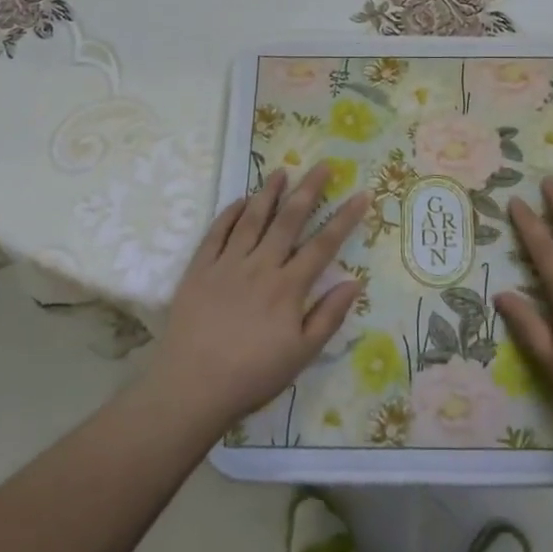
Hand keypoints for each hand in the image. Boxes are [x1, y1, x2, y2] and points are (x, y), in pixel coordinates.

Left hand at [147, 163, 366, 431]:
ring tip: (281, 171)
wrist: (191, 386)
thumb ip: (329, 316)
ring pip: (252, 219)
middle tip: (322, 165)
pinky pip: (216, 233)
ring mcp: (227, 264)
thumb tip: (355, 281)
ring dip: (268, 193)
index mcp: (288, 287)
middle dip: (308, 190)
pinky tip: (240, 200)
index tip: (361, 194)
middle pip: (288, 220)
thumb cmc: (252, 375)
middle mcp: (261, 266)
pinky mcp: (199, 269)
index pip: (323, 244)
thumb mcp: (301, 354)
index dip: (344, 218)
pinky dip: (229, 213)